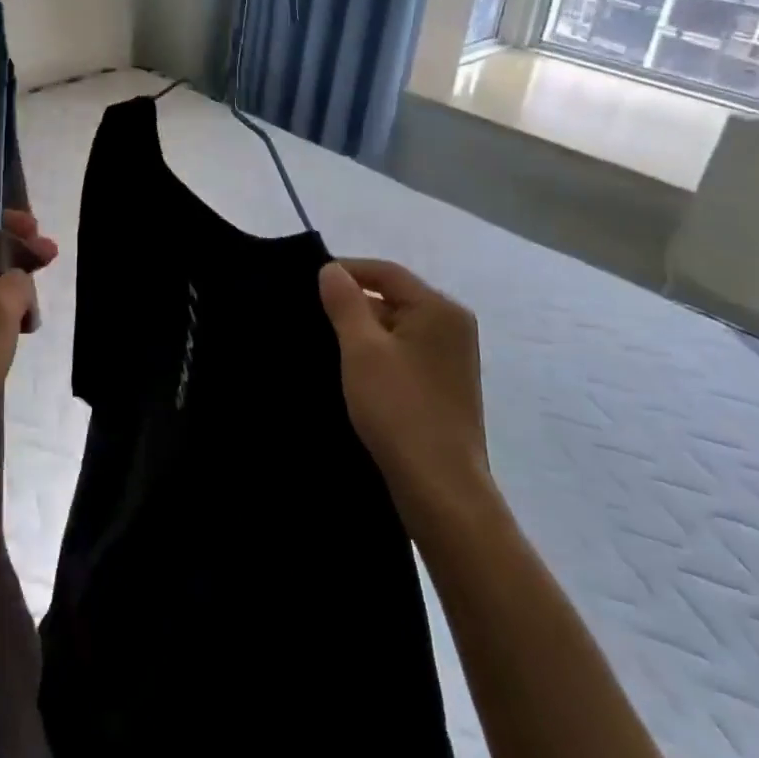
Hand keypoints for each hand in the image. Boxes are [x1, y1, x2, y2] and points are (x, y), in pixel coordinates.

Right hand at [318, 258, 490, 526]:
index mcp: (439, 309)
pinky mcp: (443, 385)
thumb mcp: (361, 348)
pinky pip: (402, 352)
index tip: (307, 281)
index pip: (385, 271)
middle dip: (351, 303)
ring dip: (361, 331)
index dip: (345, 270)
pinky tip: (350, 369)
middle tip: (310, 314)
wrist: (440, 488)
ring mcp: (450, 358)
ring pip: (395, 327)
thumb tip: (331, 269)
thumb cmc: (399, 408)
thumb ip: (345, 302)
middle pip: (392, 296)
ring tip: (323, 341)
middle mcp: (452, 327)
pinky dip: (376, 353)